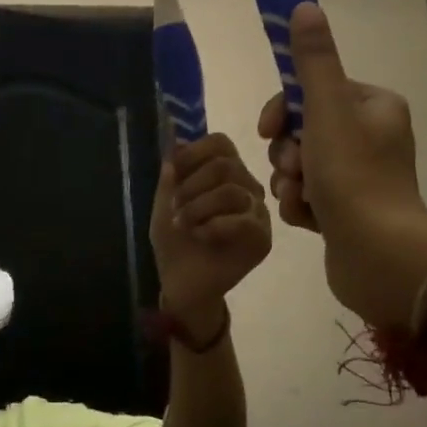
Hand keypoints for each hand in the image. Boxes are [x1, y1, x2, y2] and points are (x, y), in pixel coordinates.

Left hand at [150, 133, 271, 333]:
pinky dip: (213, 226)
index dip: (194, 152)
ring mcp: (257, 212)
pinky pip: (243, 220)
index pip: (220, 143)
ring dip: (198, 208)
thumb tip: (176, 143)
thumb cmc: (175, 241)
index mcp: (225, 172)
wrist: (182, 283)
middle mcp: (246, 186)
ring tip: (184, 225)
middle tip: (175, 208)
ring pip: (232, 191)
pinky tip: (201, 237)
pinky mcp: (262, 238)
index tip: (174, 171)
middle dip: (192, 186)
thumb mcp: (165, 203)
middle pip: (225, 165)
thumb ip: (172, 174)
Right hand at [257, 2, 426, 326]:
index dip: (284, 110)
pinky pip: (307, 196)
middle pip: (303, 130)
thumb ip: (313, 61)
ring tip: (302, 200)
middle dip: (288, 153)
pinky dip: (301, 206)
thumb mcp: (327, 111)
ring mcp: (359, 177)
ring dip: (289, 182)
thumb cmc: (354, 178)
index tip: (268, 130)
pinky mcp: (348, 211)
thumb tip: (304, 7)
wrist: (378, 257)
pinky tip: (309, 221)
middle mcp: (371, 137)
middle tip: (297, 170)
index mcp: (374, 106)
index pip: (313, 91)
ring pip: (300, 166)